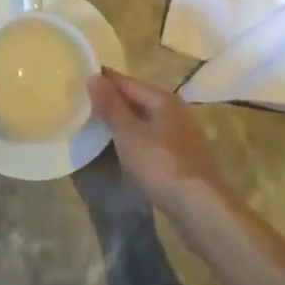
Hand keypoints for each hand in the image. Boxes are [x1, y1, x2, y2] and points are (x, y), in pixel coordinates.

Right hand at [88, 70, 235, 221]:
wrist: (202, 208)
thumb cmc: (161, 165)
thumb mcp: (128, 134)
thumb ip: (111, 106)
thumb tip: (94, 76)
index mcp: (163, 99)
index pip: (127, 82)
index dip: (104, 80)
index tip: (82, 79)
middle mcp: (176, 111)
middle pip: (139, 99)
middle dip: (115, 101)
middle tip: (86, 104)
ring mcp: (183, 135)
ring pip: (148, 120)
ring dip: (127, 122)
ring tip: (101, 127)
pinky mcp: (186, 158)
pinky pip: (155, 139)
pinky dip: (138, 139)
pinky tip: (128, 150)